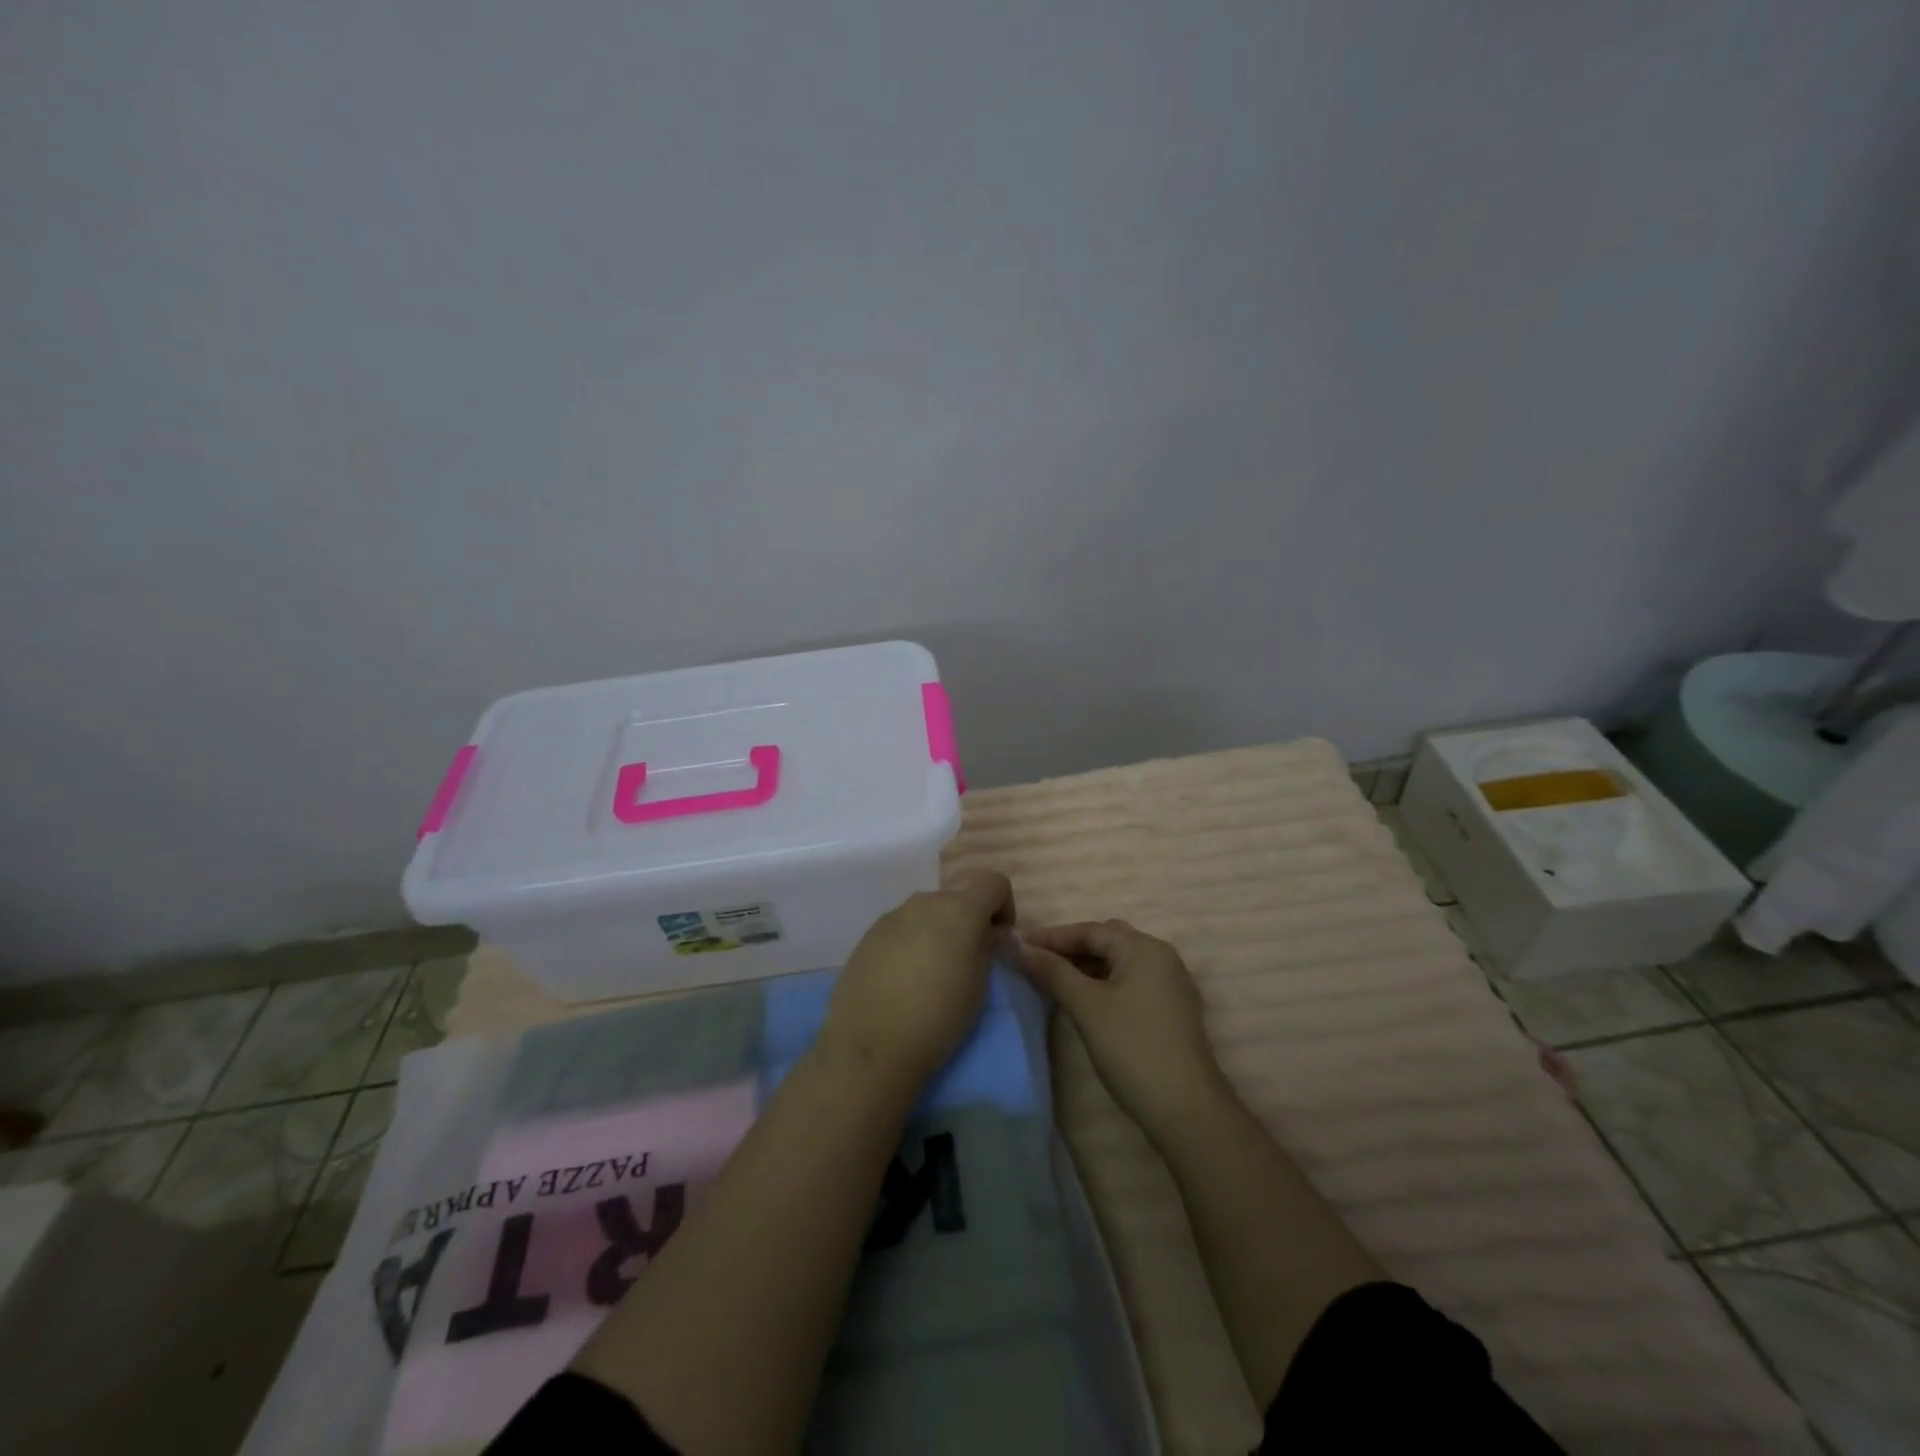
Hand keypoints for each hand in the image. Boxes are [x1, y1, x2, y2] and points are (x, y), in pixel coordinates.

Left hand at [820, 870, 1014, 1088]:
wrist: (870, 1045)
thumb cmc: (937, 1018)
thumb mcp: (979, 986)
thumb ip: (987, 947)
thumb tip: (987, 932)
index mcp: (959, 910)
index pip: (993, 881)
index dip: (1004, 905)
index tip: (998, 938)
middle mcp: (925, 902)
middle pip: (958, 897)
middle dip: (969, 920)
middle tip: (967, 960)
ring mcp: (893, 915)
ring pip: (928, 911)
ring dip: (939, 930)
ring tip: (933, 971)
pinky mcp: (870, 933)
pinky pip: (903, 927)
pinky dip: (913, 941)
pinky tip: (904, 977)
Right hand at [1018, 919, 1230, 1144]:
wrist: (1186, 1110)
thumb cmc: (1133, 1048)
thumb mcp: (1087, 1006)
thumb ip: (1053, 972)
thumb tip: (1021, 948)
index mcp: (1144, 948)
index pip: (1091, 930)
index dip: (1052, 936)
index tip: (1019, 947)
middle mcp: (1161, 958)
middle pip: (1107, 941)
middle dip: (1070, 948)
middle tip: (1036, 962)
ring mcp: (1169, 985)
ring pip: (1118, 963)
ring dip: (1086, 967)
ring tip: (1053, 981)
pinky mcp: (1169, 1010)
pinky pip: (1129, 982)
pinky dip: (1103, 983)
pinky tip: (1082, 1000)